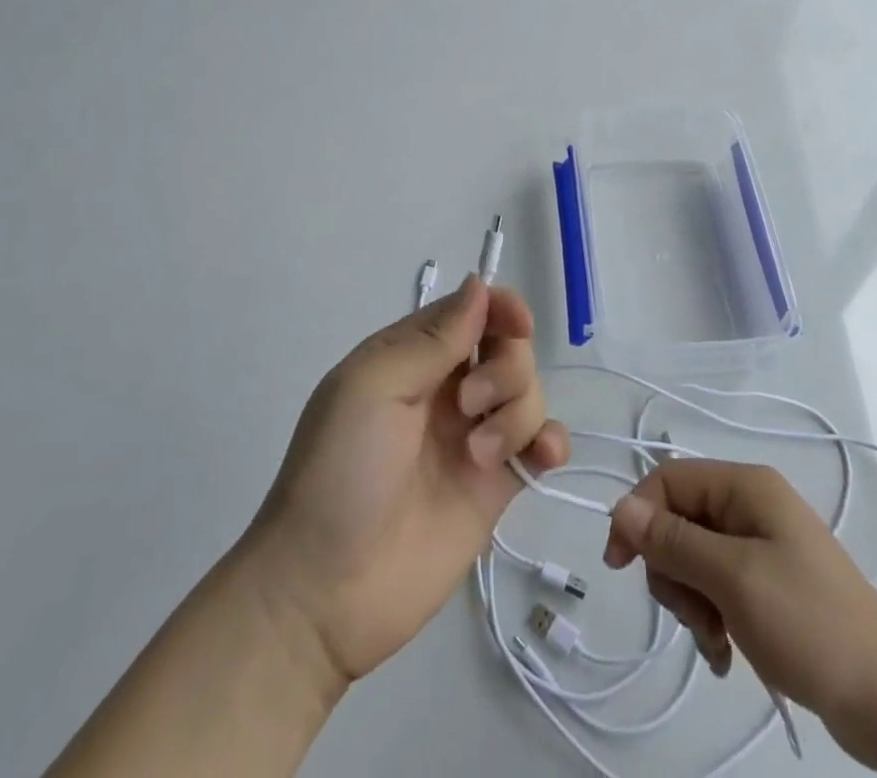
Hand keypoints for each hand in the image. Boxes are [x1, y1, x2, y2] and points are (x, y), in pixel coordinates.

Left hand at [242, 278, 570, 684]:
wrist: (325, 591)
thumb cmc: (340, 472)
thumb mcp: (373, 387)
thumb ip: (433, 338)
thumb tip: (479, 285)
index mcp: (412, 358)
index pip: (470, 311)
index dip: (500, 307)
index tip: (517, 323)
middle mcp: (447, 390)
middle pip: (508, 348)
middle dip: (505, 367)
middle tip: (469, 405)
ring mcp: (474, 438)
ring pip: (529, 392)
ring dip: (517, 412)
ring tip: (479, 455)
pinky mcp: (496, 486)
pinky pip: (541, 444)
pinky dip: (551, 441)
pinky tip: (542, 457)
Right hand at [602, 459, 876, 770]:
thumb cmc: (809, 625)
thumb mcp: (733, 579)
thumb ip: (673, 540)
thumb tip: (620, 506)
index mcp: (746, 486)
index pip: (669, 479)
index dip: (638, 514)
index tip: (619, 565)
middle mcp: (751, 505)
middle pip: (678, 520)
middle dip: (673, 569)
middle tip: (693, 613)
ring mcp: (762, 545)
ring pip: (693, 557)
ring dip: (691, 601)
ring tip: (714, 640)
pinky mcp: (768, 584)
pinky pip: (717, 587)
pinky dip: (711, 618)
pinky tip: (724, 654)